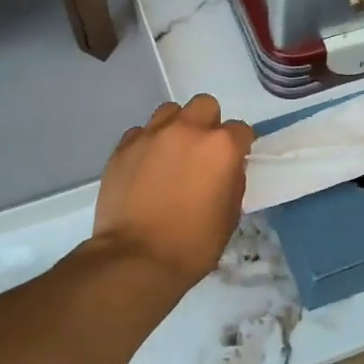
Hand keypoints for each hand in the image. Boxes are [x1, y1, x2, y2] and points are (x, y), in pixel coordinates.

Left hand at [94, 94, 253, 286]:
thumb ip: (232, 180)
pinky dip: (147, 144)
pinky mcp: (123, 147)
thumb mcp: (230, 216)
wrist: (137, 258)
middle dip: (208, 124)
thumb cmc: (193, 244)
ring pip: (170, 111)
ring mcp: (151, 135)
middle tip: (202, 153)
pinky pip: (140, 132)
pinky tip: (145, 168)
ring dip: (176, 127)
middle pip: (205, 106)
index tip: (234, 161)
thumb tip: (226, 168)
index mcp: (221, 147)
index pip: (241, 130)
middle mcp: (187, 130)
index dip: (240, 145)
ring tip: (171, 155)